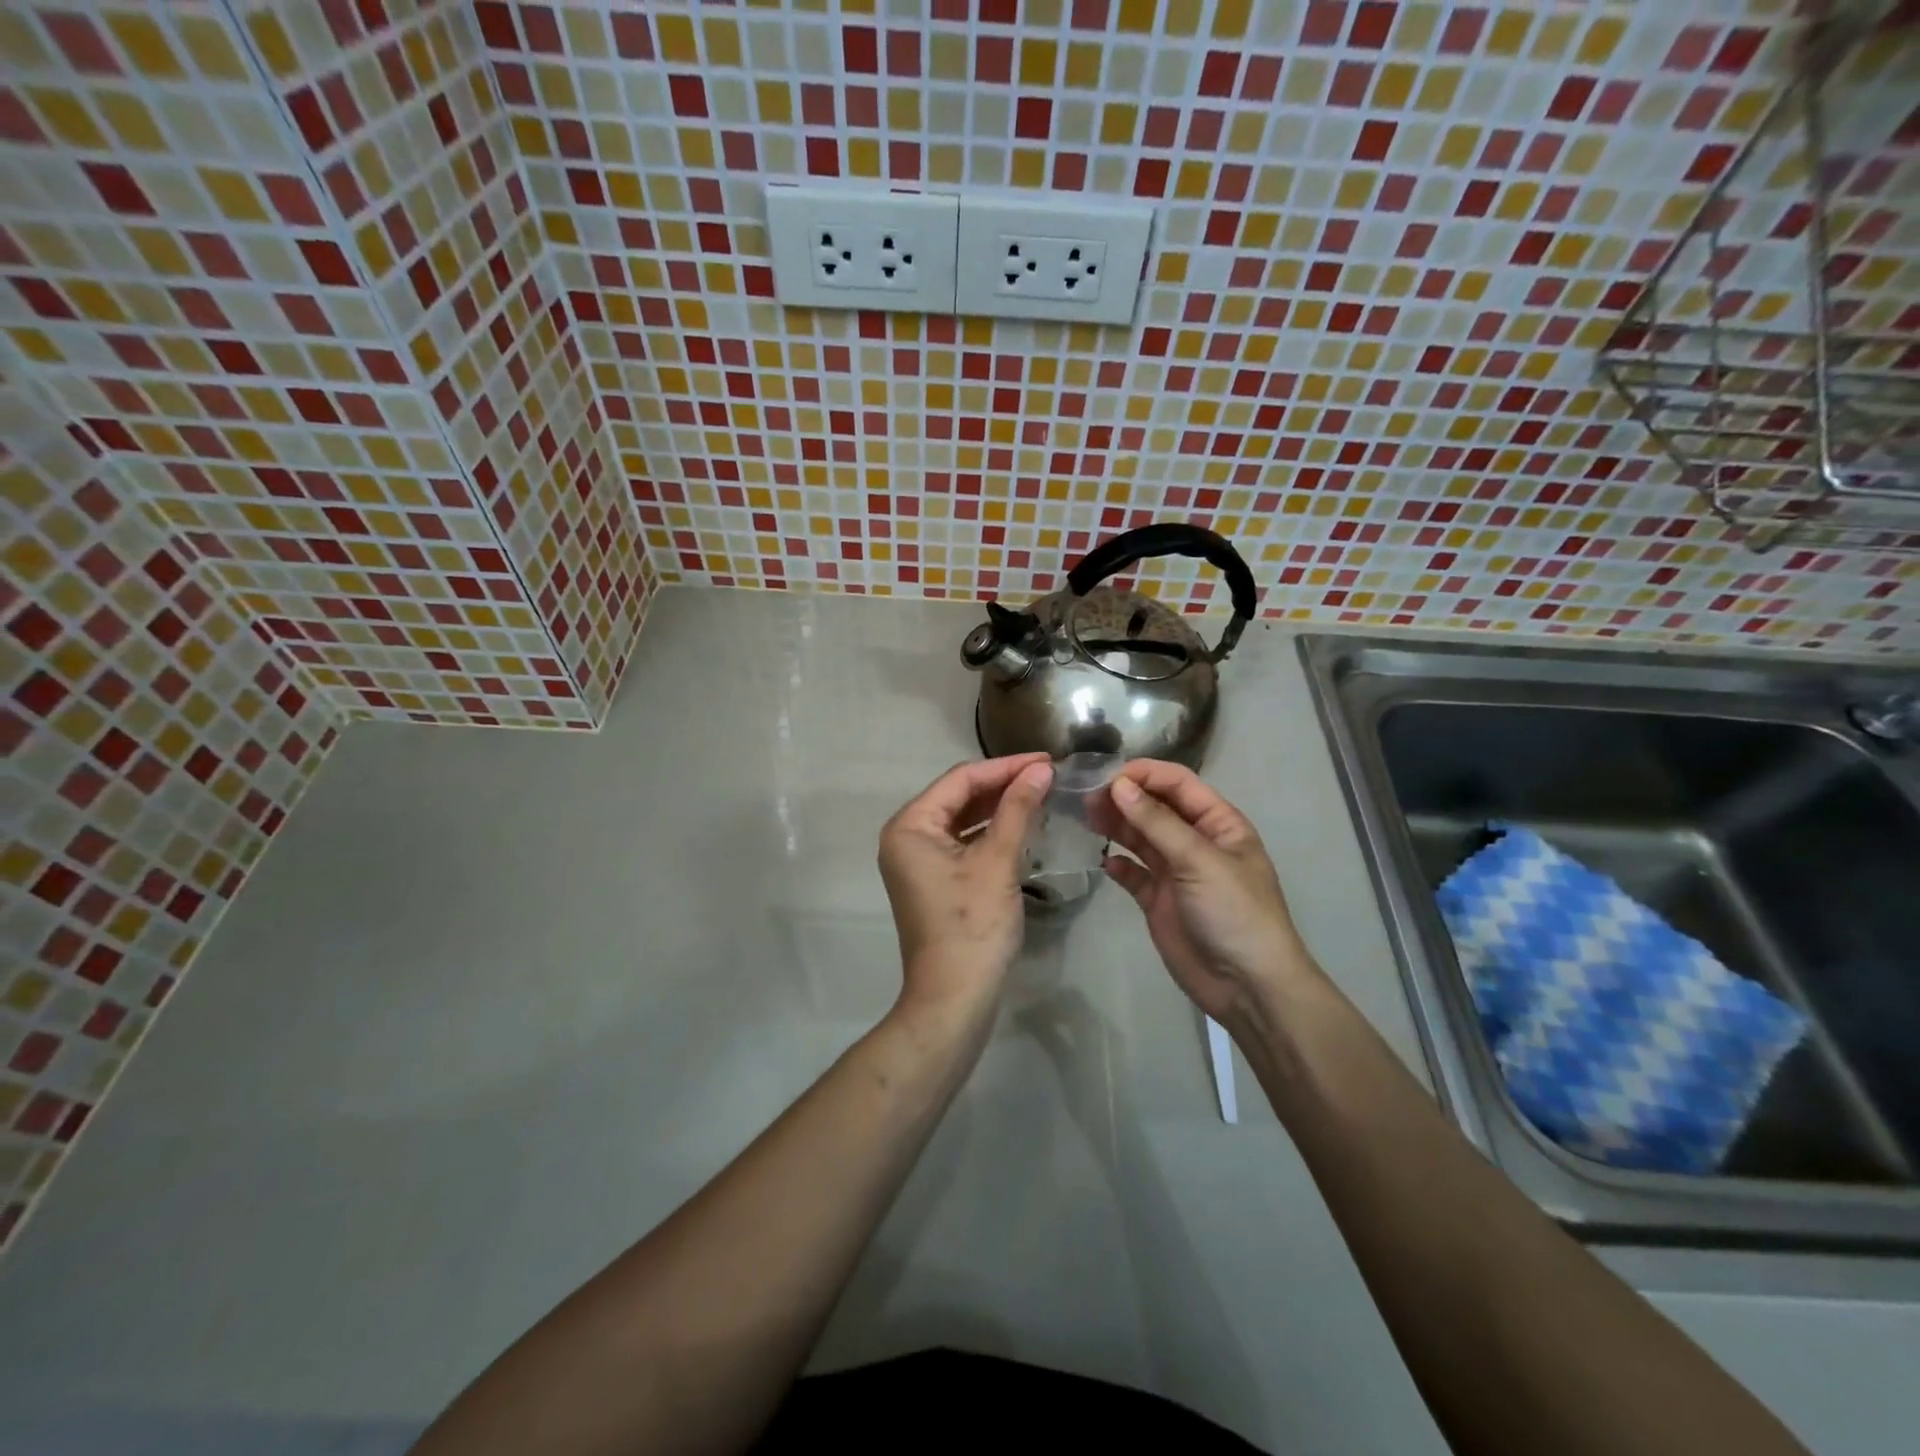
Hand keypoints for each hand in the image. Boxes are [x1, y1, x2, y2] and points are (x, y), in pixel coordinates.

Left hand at [878, 754, 1052, 1014]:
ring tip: (1041, 794)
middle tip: (1048, 775)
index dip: (1005, 766)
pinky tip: (1022, 825)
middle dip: (1003, 785)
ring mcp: (917, 861)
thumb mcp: (998, 861)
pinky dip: (991, 833)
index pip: (960, 779)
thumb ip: (1017, 809)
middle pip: (958, 796)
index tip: (1046, 759)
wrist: (955, 997)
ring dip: (999, 807)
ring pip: (962, 820)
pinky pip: (963, 843)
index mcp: (910, 826)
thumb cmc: (973, 925)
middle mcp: (906, 837)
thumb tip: (1040, 769)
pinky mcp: (933, 880)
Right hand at [1096, 760, 1320, 1021]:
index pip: (1178, 784)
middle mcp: (1196, 841)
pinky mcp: (1158, 901)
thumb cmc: (1234, 912)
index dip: (1144, 774)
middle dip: (1124, 798)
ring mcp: (1176, 872)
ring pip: (1140, 837)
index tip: (1106, 776)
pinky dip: (1118, 865)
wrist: (1248, 986)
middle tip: (1086, 798)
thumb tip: (1119, 785)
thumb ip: (1157, 822)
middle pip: (1155, 807)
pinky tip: (1104, 862)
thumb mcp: (1199, 860)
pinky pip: (1133, 874)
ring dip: (1116, 825)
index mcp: (1218, 823)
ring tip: (1086, 818)